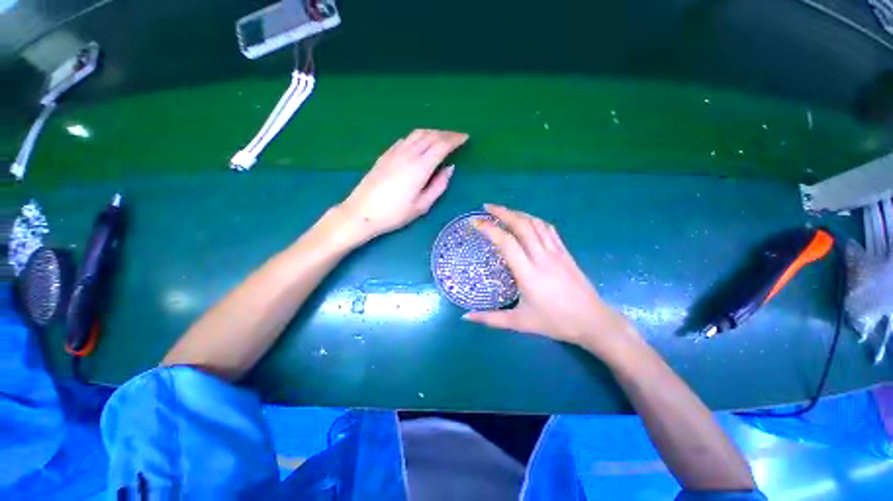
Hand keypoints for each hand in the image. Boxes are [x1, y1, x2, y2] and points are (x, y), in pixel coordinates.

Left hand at [337, 129, 468, 243]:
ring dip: (432, 132)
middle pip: (430, 135)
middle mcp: (408, 154)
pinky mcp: (385, 154)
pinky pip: (406, 139)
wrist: (362, 212)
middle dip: (446, 134)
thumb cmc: (394, 214)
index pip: (441, 145)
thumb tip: (450, 169)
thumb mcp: (422, 206)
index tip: (465, 137)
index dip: (455, 139)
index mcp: (420, 167)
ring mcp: (395, 152)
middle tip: (457, 137)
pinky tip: (420, 143)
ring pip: (417, 133)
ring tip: (442, 138)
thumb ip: (438, 186)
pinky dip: (419, 137)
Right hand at [464, 204, 639, 358]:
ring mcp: (556, 252)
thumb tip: (466, 317)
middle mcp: (542, 257)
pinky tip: (527, 220)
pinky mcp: (565, 252)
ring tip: (504, 211)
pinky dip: (534, 220)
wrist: (593, 321)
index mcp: (528, 273)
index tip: (475, 223)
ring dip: (518, 213)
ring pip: (536, 223)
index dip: (490, 229)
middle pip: (522, 225)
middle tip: (487, 207)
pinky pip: (549, 229)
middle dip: (502, 212)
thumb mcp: (519, 323)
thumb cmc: (555, 322)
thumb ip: (490, 319)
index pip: (507, 243)